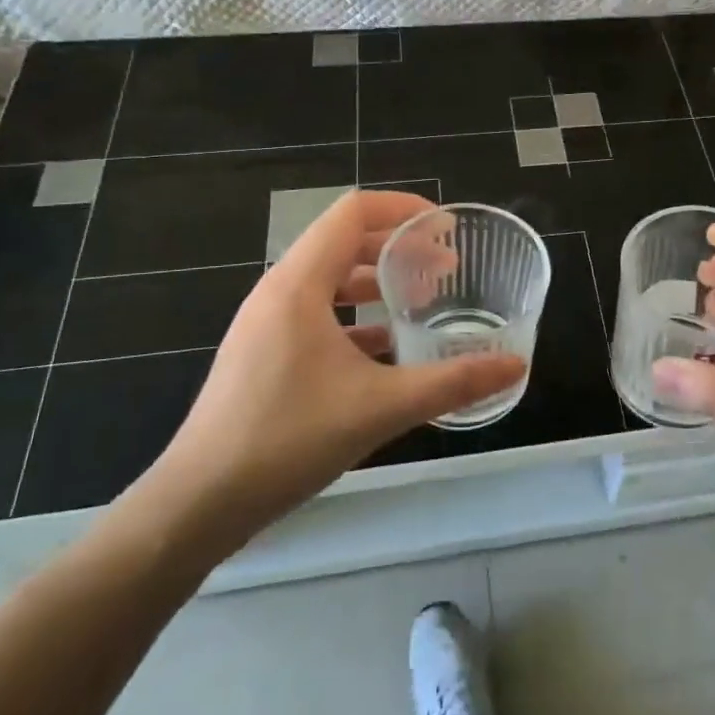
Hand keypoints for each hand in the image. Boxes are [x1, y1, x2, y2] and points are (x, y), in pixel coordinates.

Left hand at [135, 191, 524, 560]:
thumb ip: (453, 382)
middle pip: (345, 242)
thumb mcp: (382, 407)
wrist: (197, 505)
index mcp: (299, 284)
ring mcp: (266, 324)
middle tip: (447, 271)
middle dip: (400, 248)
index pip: (354, 212)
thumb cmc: (287, 440)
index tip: (447, 230)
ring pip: (331, 281)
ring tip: (423, 303)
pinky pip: (318, 315)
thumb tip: (516, 365)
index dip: (404, 209)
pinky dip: (357, 318)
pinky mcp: (263, 354)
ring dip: (379, 283)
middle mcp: (279, 292)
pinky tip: (387, 350)